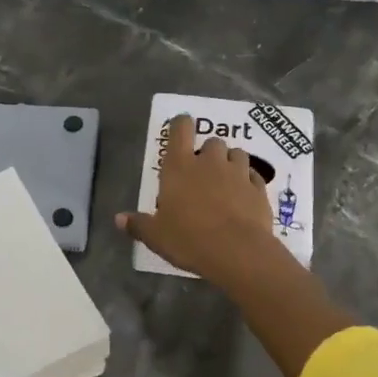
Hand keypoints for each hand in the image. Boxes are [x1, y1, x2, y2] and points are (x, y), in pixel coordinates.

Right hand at [116, 114, 281, 285]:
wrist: (238, 252)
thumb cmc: (189, 239)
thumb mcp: (156, 236)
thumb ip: (138, 224)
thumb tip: (118, 219)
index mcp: (179, 167)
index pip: (180, 129)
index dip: (180, 124)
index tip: (181, 127)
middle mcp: (209, 162)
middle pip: (212, 141)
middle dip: (208, 152)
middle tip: (202, 172)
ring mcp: (238, 173)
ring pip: (237, 154)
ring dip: (230, 162)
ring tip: (226, 181)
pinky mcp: (258, 189)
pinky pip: (254, 176)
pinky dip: (248, 181)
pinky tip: (244, 195)